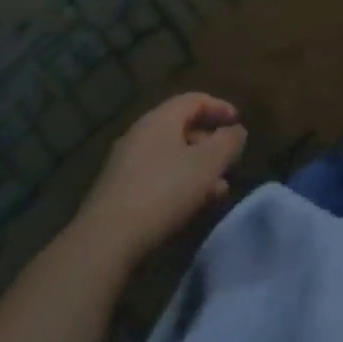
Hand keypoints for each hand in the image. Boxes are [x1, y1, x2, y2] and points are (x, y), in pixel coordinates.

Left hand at [73, 93, 247, 262]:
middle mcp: (140, 133)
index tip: (237, 123)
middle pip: (182, 128)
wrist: (104, 241)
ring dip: (196, 169)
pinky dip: (178, 183)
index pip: (194, 100)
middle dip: (210, 144)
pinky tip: (189, 207)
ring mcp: (125, 163)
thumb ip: (228, 143)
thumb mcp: (207, 164)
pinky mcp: (117, 191)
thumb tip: (237, 131)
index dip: (219, 107)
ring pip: (170, 156)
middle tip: (228, 163)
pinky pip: (156, 176)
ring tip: (217, 192)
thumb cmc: (163, 192)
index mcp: (160, 119)